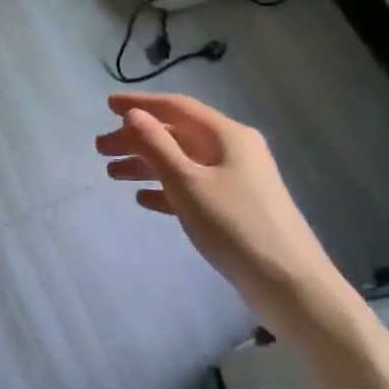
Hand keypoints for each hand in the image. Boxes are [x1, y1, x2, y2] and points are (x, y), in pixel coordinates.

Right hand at [96, 92, 336, 313]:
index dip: (141, 104)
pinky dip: (166, 189)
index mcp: (227, 135)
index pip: (177, 107)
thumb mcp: (187, 182)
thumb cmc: (234, 225)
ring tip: (112, 174)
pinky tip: (143, 199)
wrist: (289, 284)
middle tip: (100, 149)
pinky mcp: (236, 208)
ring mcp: (237, 180)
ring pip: (182, 162)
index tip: (107, 105)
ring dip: (146, 164)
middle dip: (137, 138)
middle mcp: (233, 150)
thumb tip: (133, 114)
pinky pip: (193, 187)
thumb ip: (157, 145)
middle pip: (177, 134)